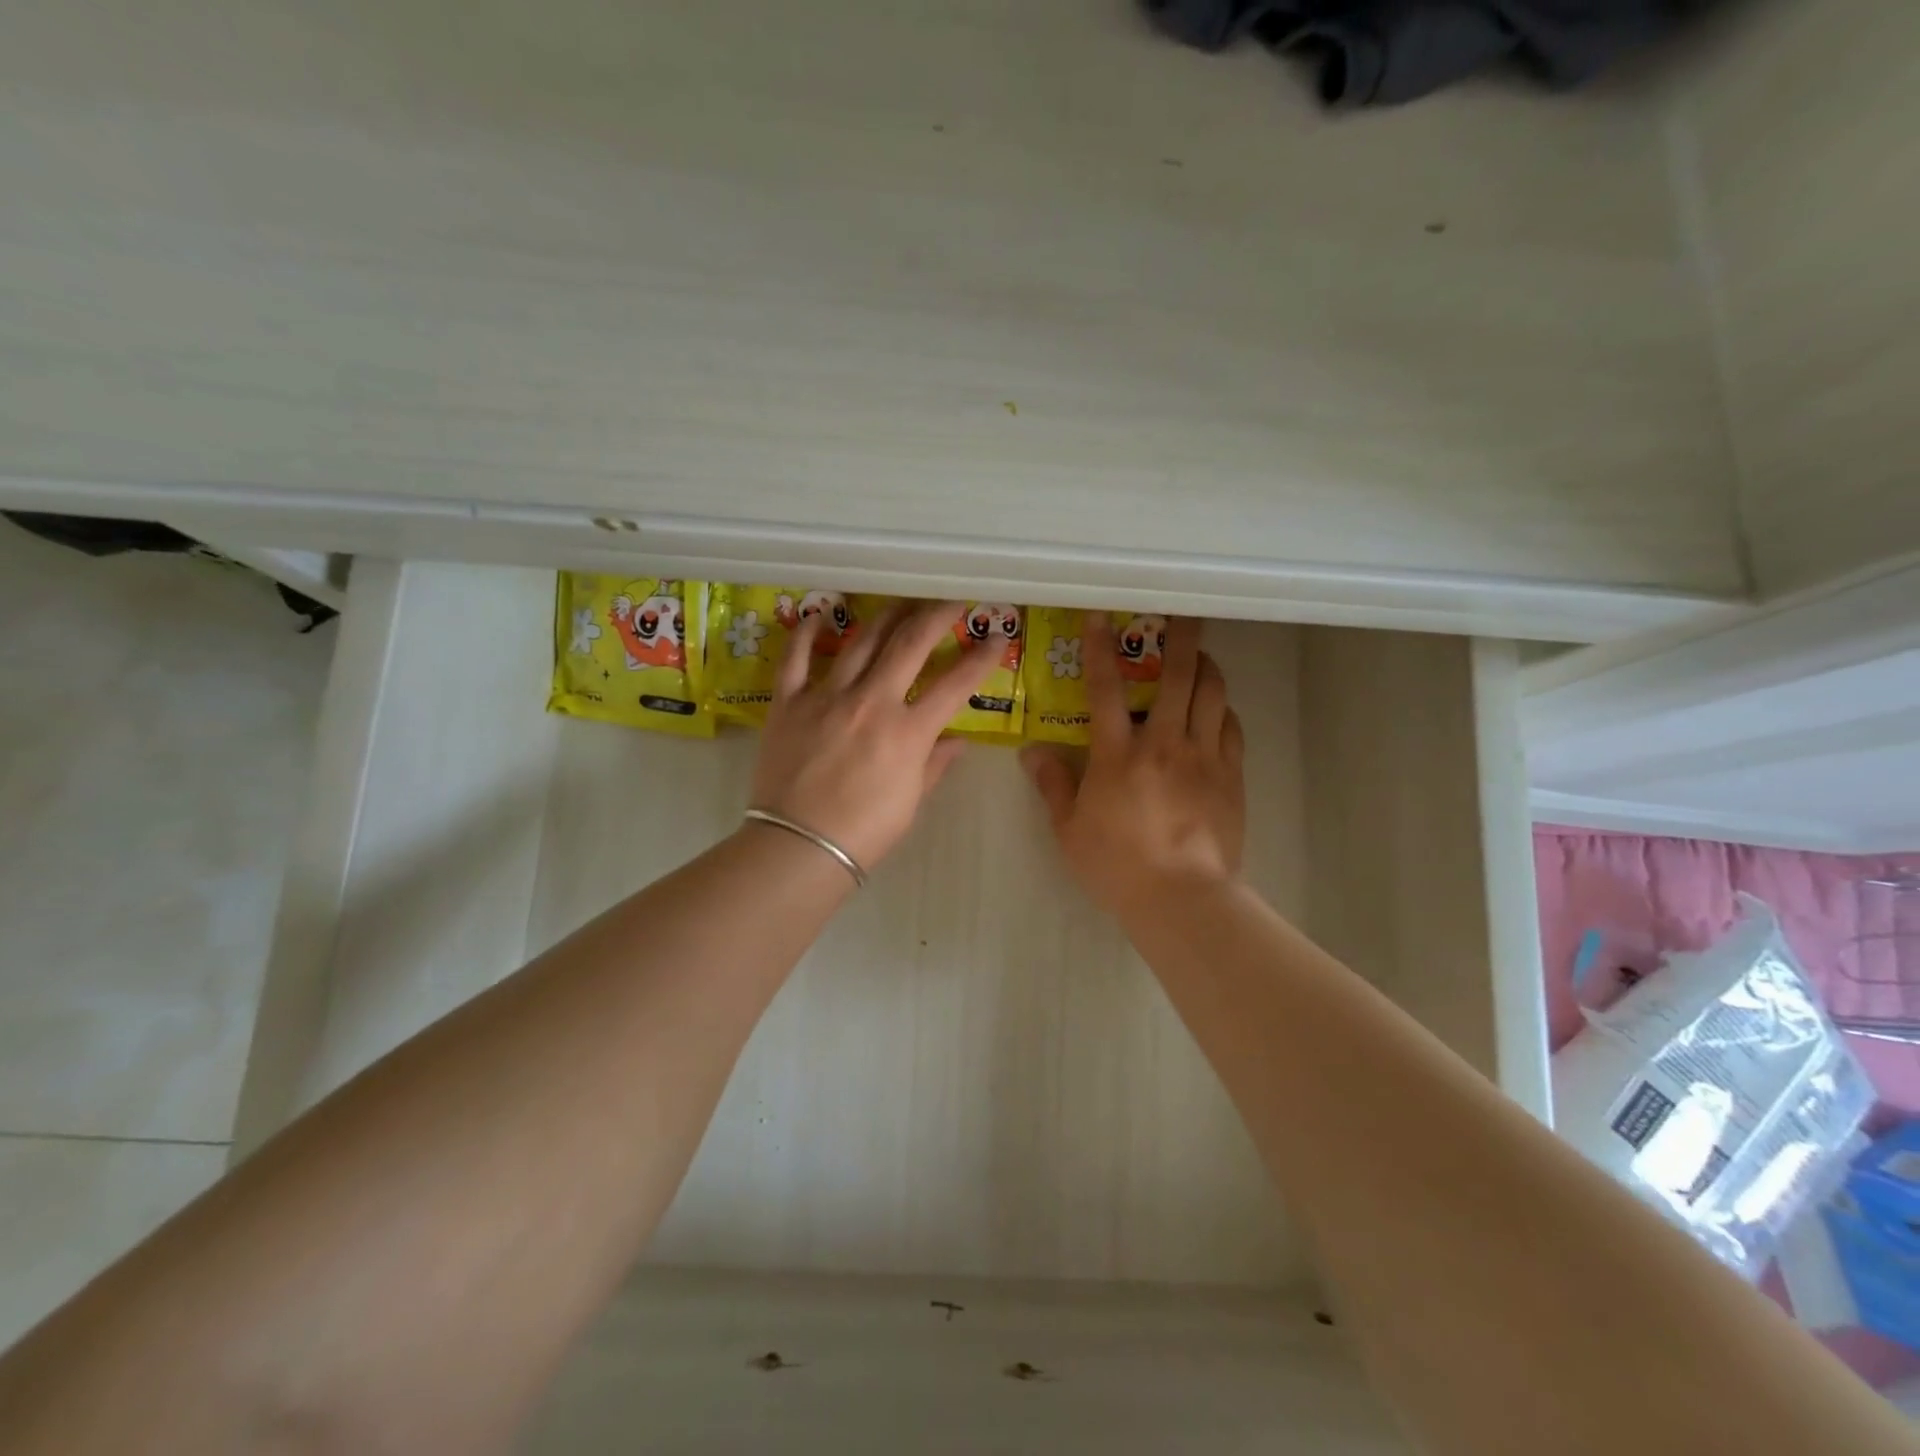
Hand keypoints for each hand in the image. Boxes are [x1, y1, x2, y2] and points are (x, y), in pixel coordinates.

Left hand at [749, 599, 998, 871]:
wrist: (799, 847)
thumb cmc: (864, 832)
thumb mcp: (911, 801)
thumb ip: (934, 765)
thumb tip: (956, 742)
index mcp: (907, 731)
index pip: (955, 684)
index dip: (981, 657)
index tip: (998, 637)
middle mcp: (871, 702)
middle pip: (910, 644)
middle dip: (936, 615)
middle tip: (952, 599)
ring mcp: (826, 697)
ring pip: (860, 641)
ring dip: (885, 616)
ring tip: (901, 602)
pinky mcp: (789, 702)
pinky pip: (796, 658)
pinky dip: (807, 633)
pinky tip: (819, 614)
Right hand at [1021, 615, 1244, 917]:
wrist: (1183, 899)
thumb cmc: (1117, 866)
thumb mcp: (1069, 829)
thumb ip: (1052, 785)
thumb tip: (1031, 751)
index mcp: (1118, 754)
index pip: (1105, 688)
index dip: (1099, 648)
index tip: (1101, 616)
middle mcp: (1165, 743)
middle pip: (1178, 675)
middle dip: (1180, 637)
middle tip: (1182, 613)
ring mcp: (1204, 757)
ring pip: (1212, 693)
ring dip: (1206, 667)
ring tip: (1199, 657)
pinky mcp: (1231, 776)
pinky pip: (1231, 727)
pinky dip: (1222, 709)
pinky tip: (1215, 709)